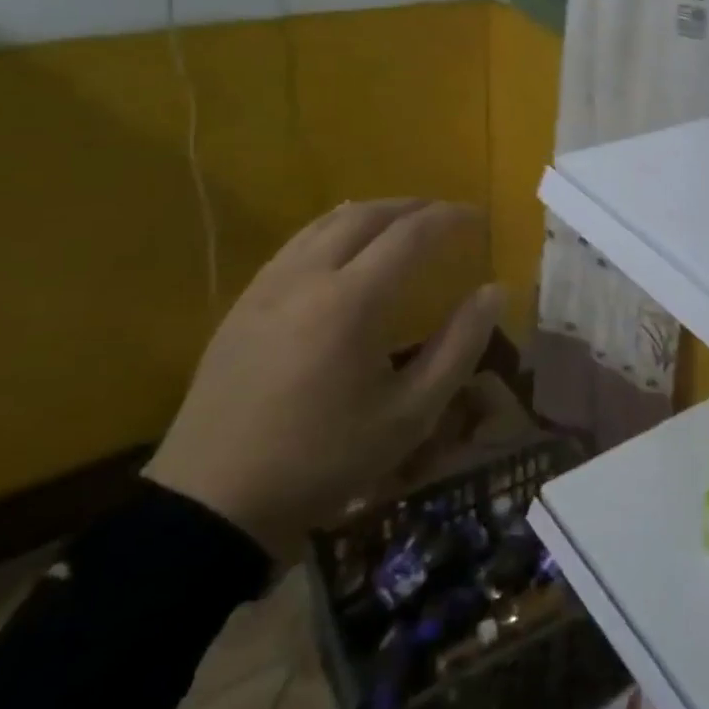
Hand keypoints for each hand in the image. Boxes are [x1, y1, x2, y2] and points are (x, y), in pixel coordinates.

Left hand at [145, 200, 502, 563]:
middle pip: (366, 215)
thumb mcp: (410, 414)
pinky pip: (296, 244)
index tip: (478, 218)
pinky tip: (344, 252)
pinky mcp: (242, 304)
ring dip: (371, 213)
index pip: (411, 234)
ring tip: (401, 223)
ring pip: (325, 223)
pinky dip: (333, 230)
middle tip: (444, 216)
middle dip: (412, 207)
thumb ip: (459, 347)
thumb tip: (494, 291)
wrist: (214, 502)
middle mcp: (307, 277)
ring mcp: (267, 287)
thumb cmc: (324, 459)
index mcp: (352, 302)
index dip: (450, 218)